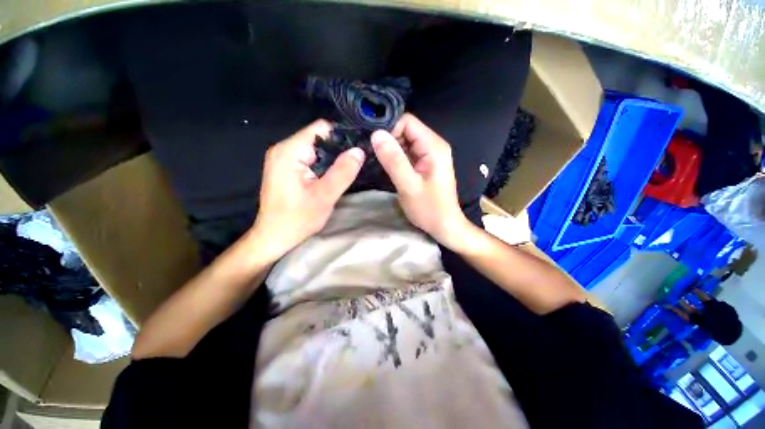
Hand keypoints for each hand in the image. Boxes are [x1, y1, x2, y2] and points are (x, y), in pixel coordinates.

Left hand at [252, 120, 363, 258]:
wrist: (274, 237)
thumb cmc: (297, 219)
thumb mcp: (324, 196)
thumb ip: (343, 172)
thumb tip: (359, 151)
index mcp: (289, 151)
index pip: (322, 128)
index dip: (343, 137)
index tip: (358, 152)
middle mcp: (283, 149)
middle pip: (319, 138)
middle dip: (338, 151)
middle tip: (355, 166)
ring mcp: (283, 158)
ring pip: (316, 149)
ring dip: (332, 160)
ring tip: (346, 173)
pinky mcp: (286, 168)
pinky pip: (310, 159)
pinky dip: (324, 166)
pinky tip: (331, 178)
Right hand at [371, 113, 468, 246]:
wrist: (445, 226)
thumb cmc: (429, 209)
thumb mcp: (409, 186)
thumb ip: (393, 160)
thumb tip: (376, 134)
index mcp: (433, 146)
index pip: (407, 121)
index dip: (389, 130)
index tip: (375, 146)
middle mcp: (433, 145)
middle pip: (405, 130)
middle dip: (388, 140)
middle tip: (374, 157)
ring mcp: (429, 155)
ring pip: (404, 142)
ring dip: (390, 150)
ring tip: (379, 163)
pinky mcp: (424, 164)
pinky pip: (406, 153)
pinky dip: (395, 158)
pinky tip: (387, 168)